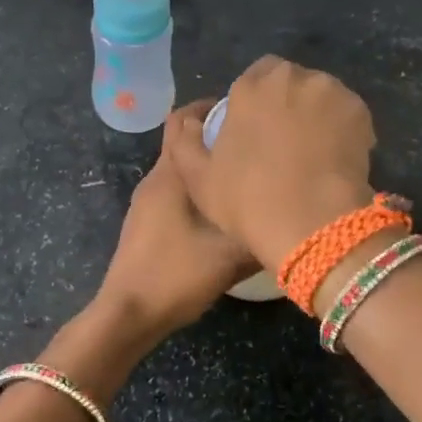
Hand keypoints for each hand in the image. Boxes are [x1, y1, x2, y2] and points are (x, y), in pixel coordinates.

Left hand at [91, 100, 258, 342]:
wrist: (128, 314)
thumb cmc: (176, 275)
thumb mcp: (230, 255)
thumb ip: (261, 230)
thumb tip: (293, 213)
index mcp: (171, 175)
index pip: (183, 119)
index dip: (211, 107)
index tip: (245, 112)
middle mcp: (156, 179)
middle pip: (184, 142)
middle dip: (216, 137)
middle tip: (256, 145)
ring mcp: (147, 202)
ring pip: (182, 170)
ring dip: (209, 166)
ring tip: (246, 175)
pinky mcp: (146, 222)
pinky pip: (176, 191)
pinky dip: (199, 189)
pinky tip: (224, 209)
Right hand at [169, 57, 377, 272]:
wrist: (312, 223)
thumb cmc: (248, 201)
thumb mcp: (198, 179)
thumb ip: (186, 142)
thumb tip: (190, 121)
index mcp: (250, 87)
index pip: (254, 75)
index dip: (255, 99)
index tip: (255, 128)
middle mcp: (292, 78)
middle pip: (289, 80)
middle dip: (287, 100)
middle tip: (284, 138)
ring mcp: (331, 92)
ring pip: (320, 94)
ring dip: (315, 111)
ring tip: (312, 149)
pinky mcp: (361, 112)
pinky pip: (346, 113)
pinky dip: (341, 127)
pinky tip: (333, 157)